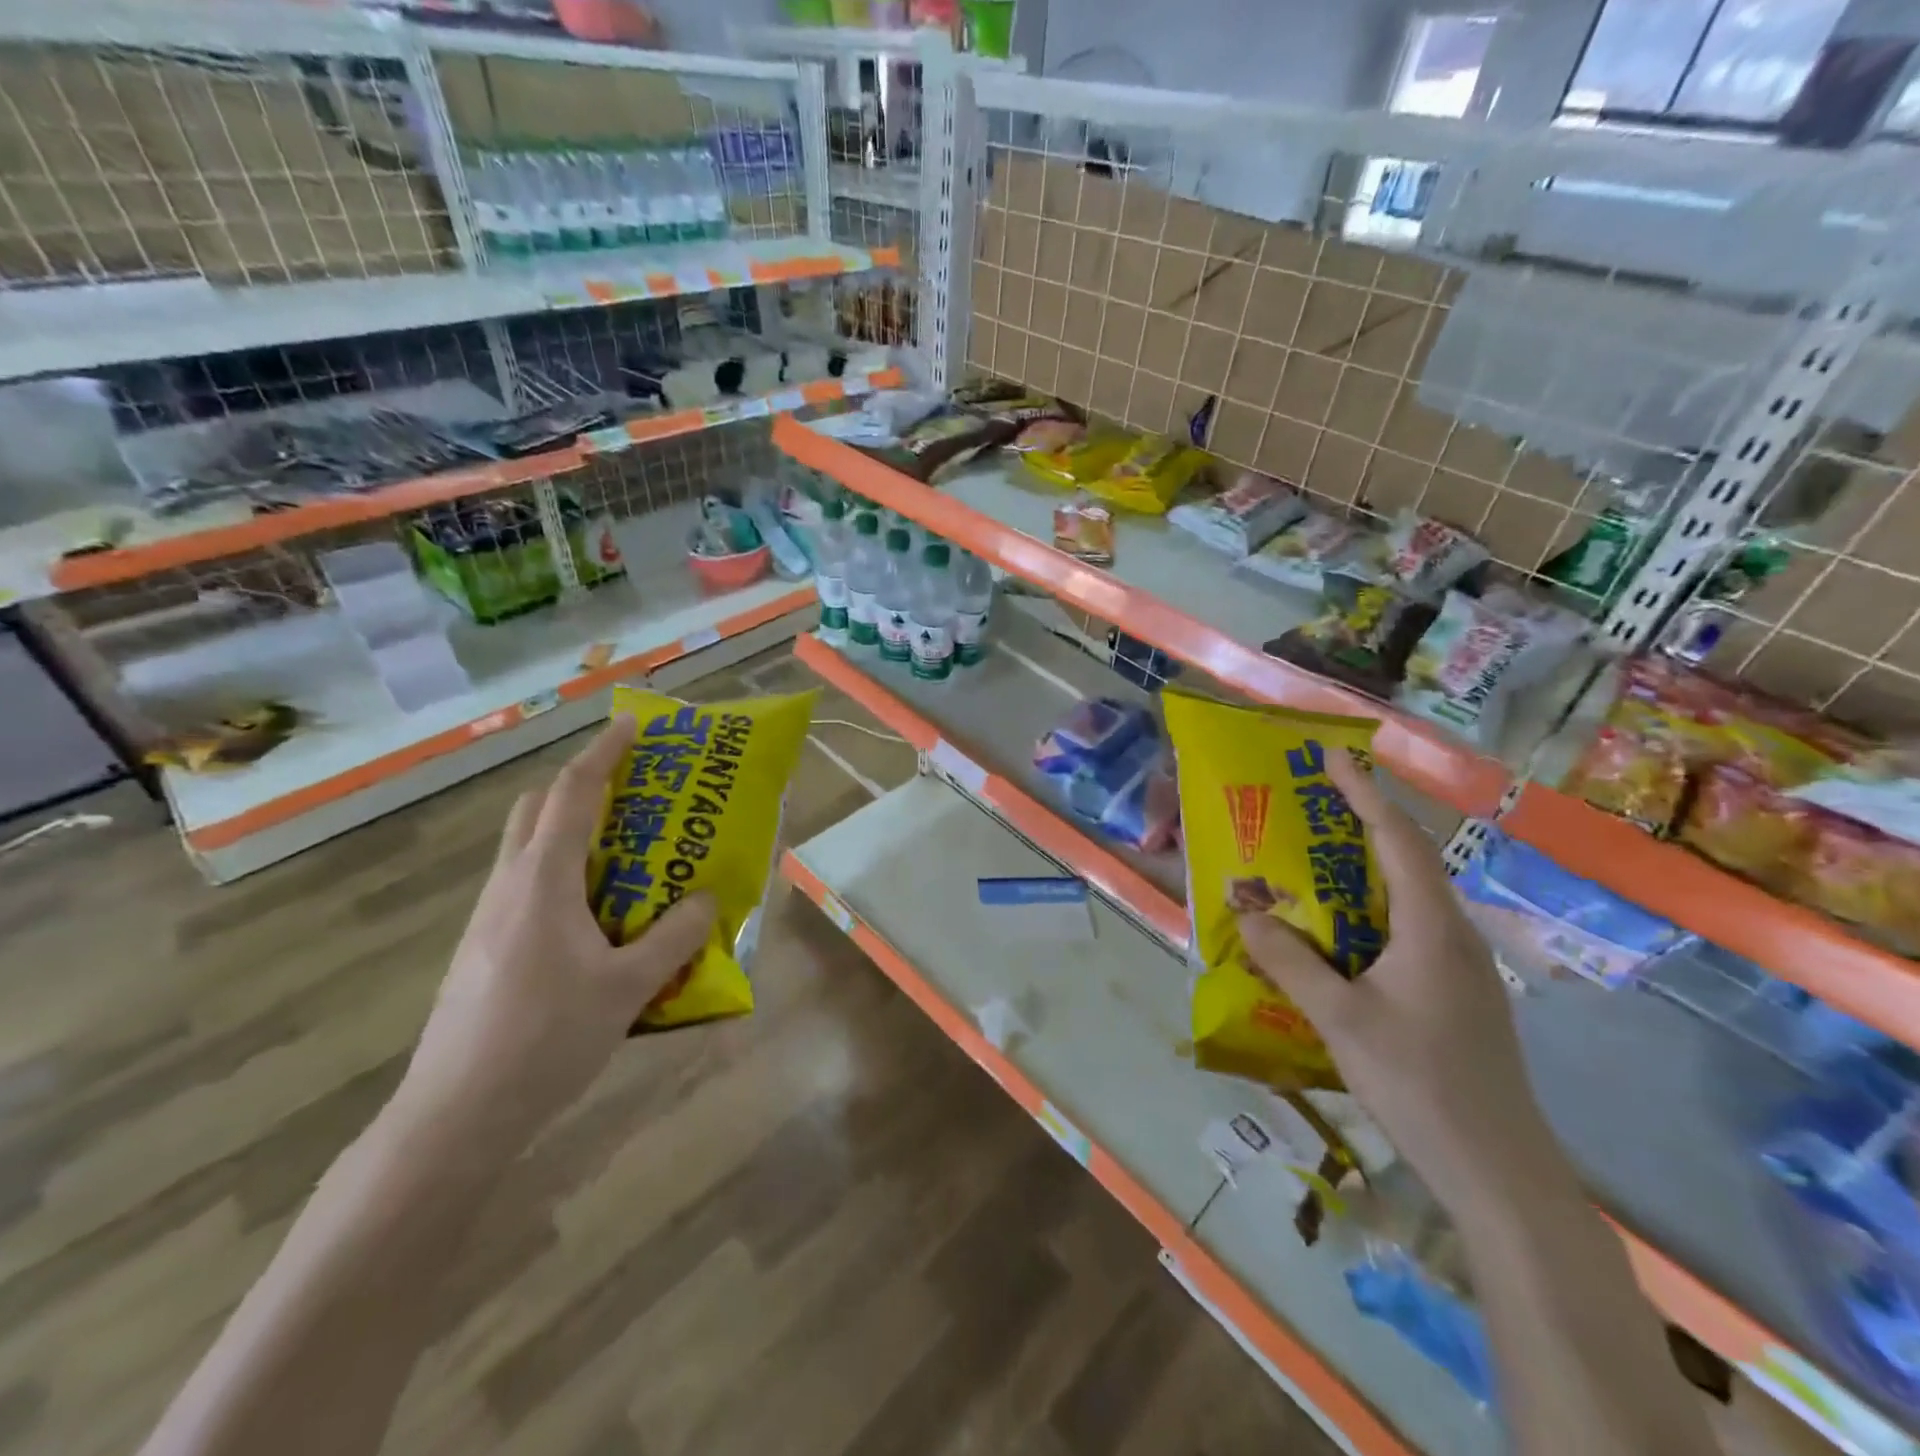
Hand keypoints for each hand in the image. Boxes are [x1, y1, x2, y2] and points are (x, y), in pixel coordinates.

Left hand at [386, 717, 715, 1160]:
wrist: (455, 1115)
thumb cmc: (546, 1038)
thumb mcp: (628, 988)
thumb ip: (674, 937)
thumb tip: (707, 898)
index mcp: (543, 880)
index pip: (574, 794)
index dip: (605, 752)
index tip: (633, 723)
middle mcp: (510, 886)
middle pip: (538, 810)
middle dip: (582, 786)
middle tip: (632, 794)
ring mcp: (489, 918)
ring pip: (528, 849)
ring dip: (573, 833)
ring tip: (627, 858)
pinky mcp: (483, 949)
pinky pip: (527, 887)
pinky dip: (563, 876)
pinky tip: (597, 922)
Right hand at [1238, 751, 1562, 1215]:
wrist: (1498, 1170)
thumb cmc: (1420, 1082)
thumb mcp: (1340, 1019)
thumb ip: (1290, 962)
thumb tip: (1246, 914)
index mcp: (1431, 927)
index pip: (1397, 840)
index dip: (1363, 794)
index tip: (1332, 757)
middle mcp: (1452, 934)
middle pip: (1408, 860)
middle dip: (1362, 823)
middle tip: (1312, 802)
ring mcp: (1458, 967)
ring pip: (1408, 898)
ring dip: (1364, 869)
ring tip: (1314, 859)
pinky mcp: (1454, 994)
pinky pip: (1407, 930)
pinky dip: (1369, 910)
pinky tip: (1337, 933)